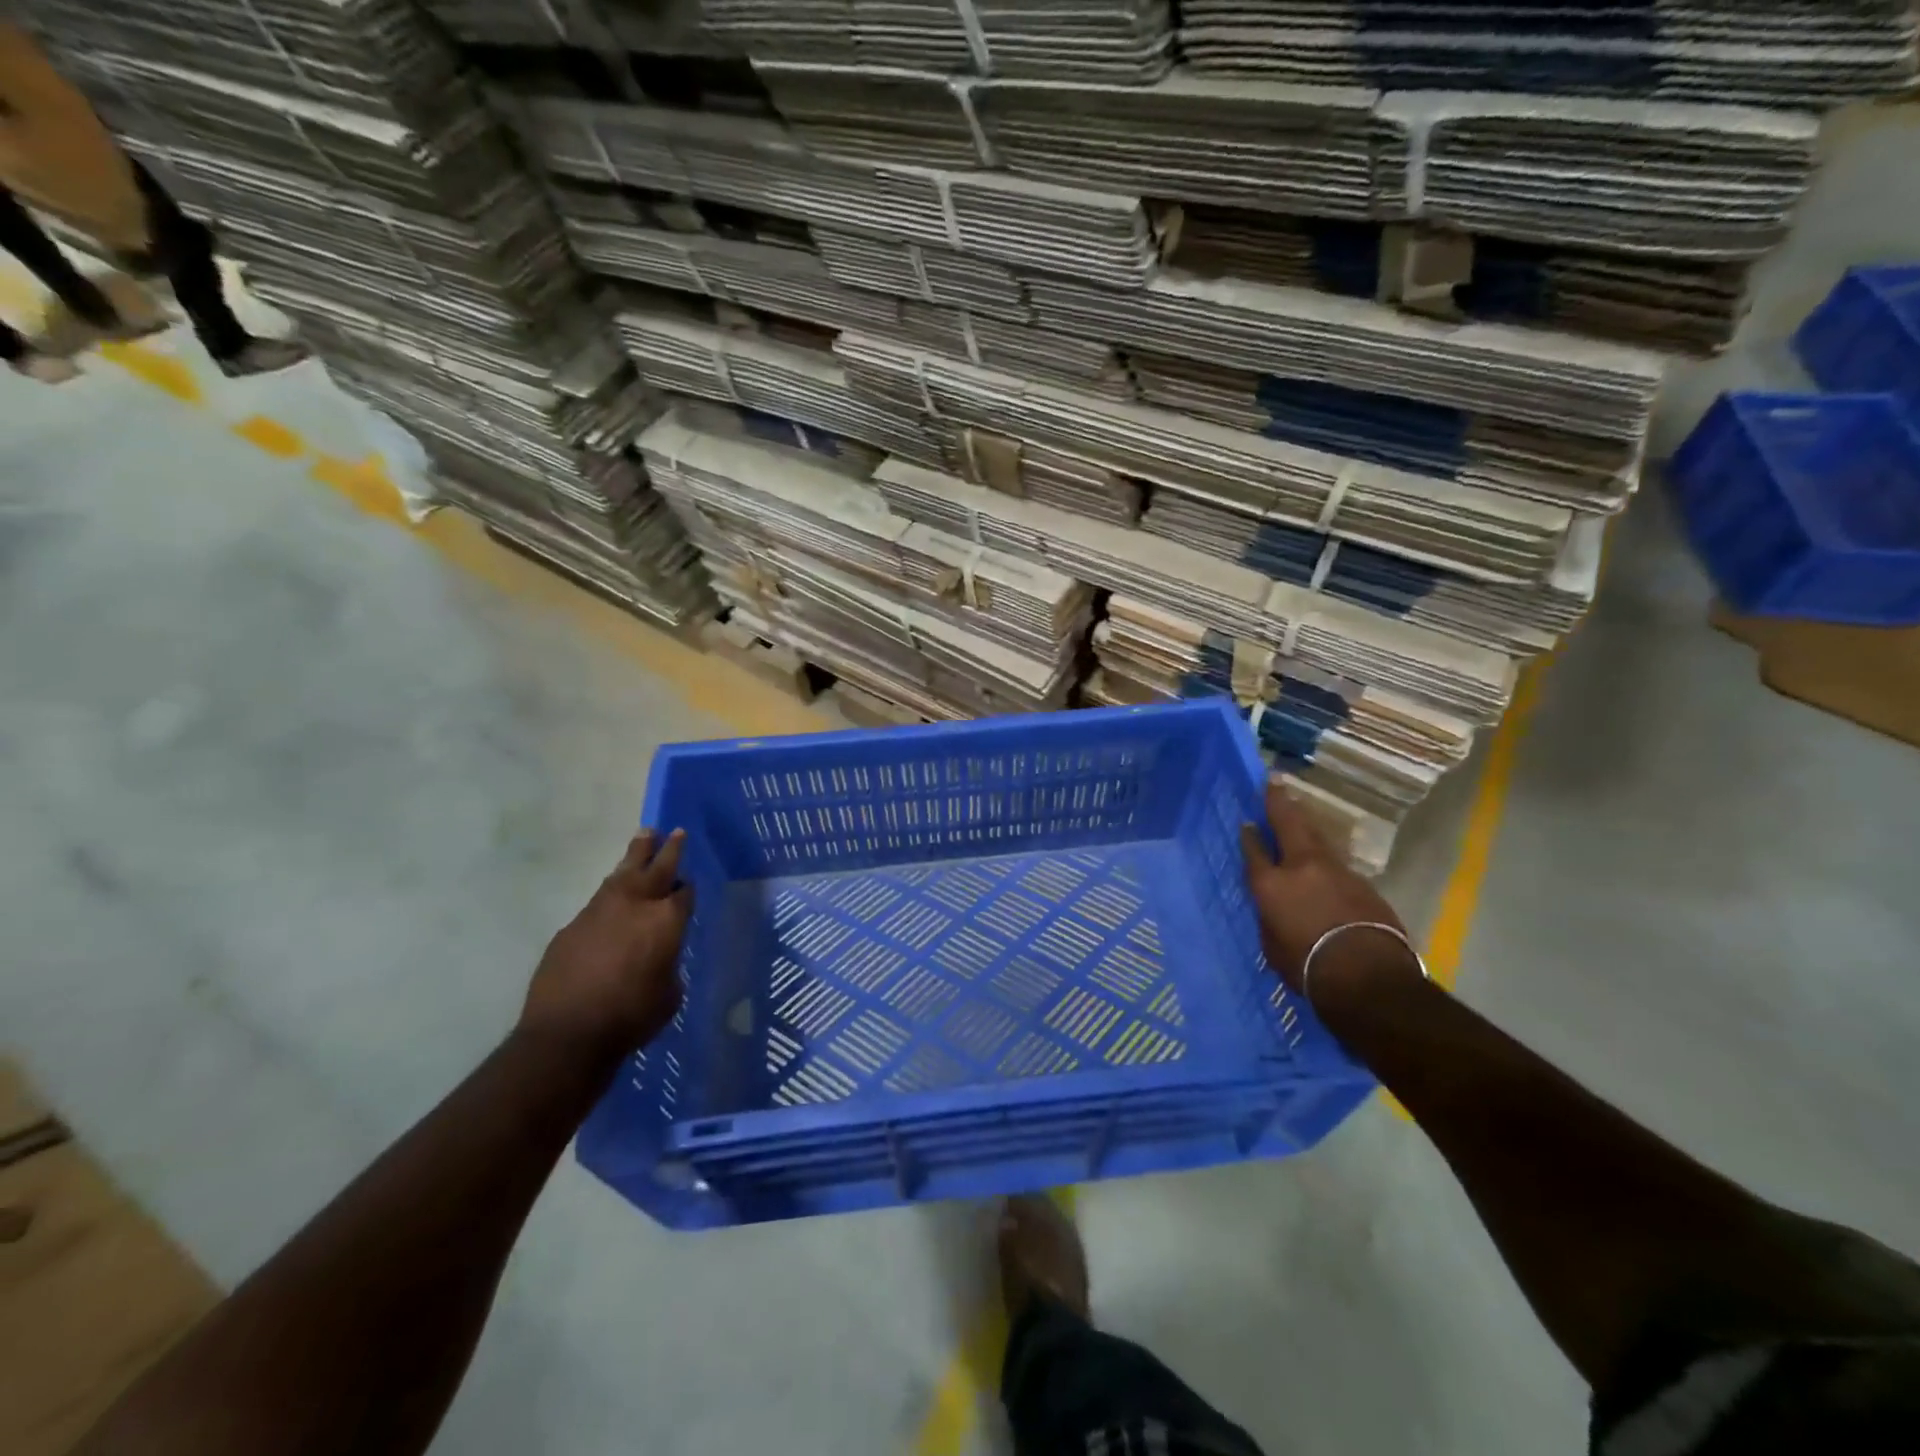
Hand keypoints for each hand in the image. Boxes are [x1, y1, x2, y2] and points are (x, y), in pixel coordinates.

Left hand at [521, 829, 692, 1062]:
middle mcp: (636, 904)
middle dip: (668, 849)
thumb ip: (668, 965)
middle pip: (656, 867)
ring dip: (635, 856)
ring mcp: (600, 910)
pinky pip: (598, 900)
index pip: (684, 893)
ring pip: (622, 873)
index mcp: (667, 920)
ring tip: (644, 838)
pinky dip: (610, 893)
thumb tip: (659, 957)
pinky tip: (611, 898)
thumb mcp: (669, 994)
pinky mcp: (572, 925)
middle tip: (674, 831)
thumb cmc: (631, 1016)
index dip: (686, 889)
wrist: (567, 1033)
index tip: (687, 886)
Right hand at [1240, 780, 1410, 998]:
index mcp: (1271, 884)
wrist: (1367, 976)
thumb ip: (1271, 919)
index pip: (1254, 851)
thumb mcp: (1273, 946)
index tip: (1246, 820)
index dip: (1249, 835)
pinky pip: (1337, 864)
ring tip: (1298, 809)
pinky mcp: (1362, 884)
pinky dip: (1326, 858)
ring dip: (1306, 823)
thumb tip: (1275, 910)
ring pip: (1317, 839)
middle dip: (1279, 802)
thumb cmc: (1307, 967)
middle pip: (1288, 825)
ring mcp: (1336, 871)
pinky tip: (1324, 861)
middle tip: (1275, 781)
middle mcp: (1300, 867)